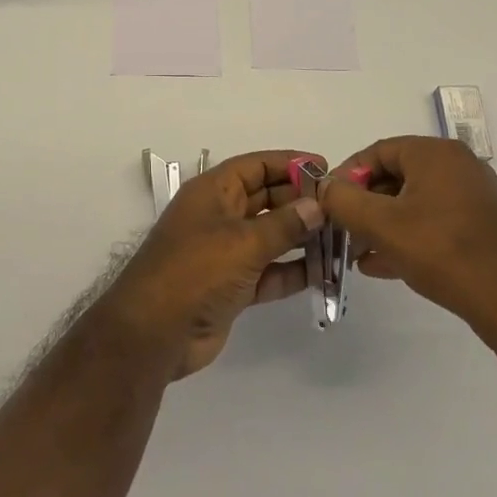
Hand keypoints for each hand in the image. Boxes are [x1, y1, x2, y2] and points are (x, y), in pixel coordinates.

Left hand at [104, 150, 322, 377]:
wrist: (155, 333)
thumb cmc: (195, 271)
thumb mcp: (242, 242)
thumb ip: (284, 225)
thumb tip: (317, 206)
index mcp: (212, 192)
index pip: (256, 166)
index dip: (289, 164)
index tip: (326, 168)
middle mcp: (219, 216)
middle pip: (265, 198)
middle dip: (300, 201)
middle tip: (342, 208)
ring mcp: (224, 252)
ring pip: (270, 236)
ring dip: (301, 237)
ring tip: (341, 237)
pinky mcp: (232, 286)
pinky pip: (268, 271)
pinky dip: (292, 270)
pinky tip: (323, 271)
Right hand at [322, 137, 496, 369]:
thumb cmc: (444, 250)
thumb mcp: (382, 225)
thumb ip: (343, 201)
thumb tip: (323, 187)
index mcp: (435, 153)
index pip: (377, 151)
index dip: (347, 175)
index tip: (328, 203)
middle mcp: (456, 166)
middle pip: (395, 177)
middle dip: (363, 205)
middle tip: (341, 231)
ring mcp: (472, 198)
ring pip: (413, 204)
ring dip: (381, 226)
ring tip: (357, 253)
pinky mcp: (482, 228)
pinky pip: (433, 223)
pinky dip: (406, 238)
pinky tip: (383, 266)